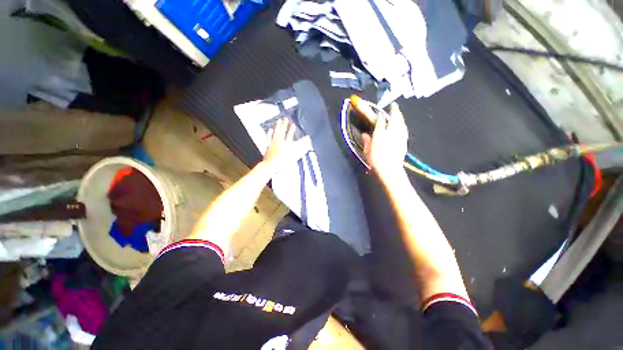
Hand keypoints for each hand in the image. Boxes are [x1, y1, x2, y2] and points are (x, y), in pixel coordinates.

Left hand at [263, 118, 296, 171]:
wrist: (270, 166)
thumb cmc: (282, 162)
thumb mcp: (293, 157)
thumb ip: (300, 150)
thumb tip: (306, 144)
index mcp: (285, 144)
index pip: (290, 135)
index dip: (292, 130)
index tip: (293, 125)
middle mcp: (279, 141)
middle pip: (282, 131)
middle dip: (284, 125)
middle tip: (286, 119)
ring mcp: (273, 143)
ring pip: (275, 132)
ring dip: (278, 126)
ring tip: (279, 121)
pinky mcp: (268, 146)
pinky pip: (269, 137)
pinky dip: (270, 133)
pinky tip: (270, 129)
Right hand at [362, 103, 407, 180]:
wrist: (389, 170)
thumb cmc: (376, 160)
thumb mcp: (367, 151)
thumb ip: (367, 141)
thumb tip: (365, 134)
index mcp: (380, 133)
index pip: (381, 121)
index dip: (380, 116)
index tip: (380, 113)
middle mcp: (392, 132)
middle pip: (395, 119)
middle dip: (395, 112)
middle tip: (394, 106)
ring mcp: (400, 137)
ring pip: (402, 124)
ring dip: (400, 118)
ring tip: (399, 115)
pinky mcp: (404, 142)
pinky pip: (404, 130)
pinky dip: (403, 126)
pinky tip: (402, 127)